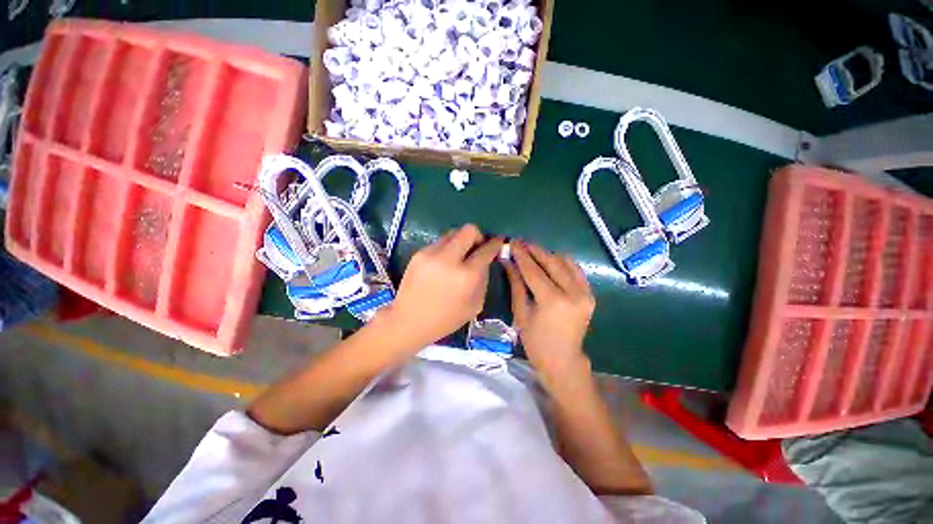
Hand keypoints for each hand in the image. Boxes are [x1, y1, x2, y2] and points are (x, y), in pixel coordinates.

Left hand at [379, 224, 503, 350]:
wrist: (408, 321)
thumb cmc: (445, 319)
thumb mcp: (475, 305)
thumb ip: (483, 278)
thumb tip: (485, 260)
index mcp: (466, 276)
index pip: (486, 249)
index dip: (495, 244)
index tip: (498, 242)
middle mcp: (449, 259)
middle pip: (469, 230)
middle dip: (478, 236)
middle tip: (477, 247)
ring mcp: (431, 254)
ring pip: (453, 233)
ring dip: (461, 241)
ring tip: (459, 256)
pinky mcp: (419, 253)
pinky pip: (440, 242)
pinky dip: (447, 248)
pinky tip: (443, 264)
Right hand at [504, 241, 594, 378]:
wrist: (563, 360)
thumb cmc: (536, 341)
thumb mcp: (521, 312)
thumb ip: (516, 283)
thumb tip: (508, 261)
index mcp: (553, 301)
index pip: (534, 270)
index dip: (521, 255)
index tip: (512, 242)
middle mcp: (573, 293)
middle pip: (552, 262)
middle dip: (534, 250)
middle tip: (521, 243)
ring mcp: (585, 293)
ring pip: (566, 262)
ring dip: (548, 255)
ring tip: (533, 252)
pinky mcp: (590, 294)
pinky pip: (576, 270)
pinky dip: (562, 263)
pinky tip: (550, 262)